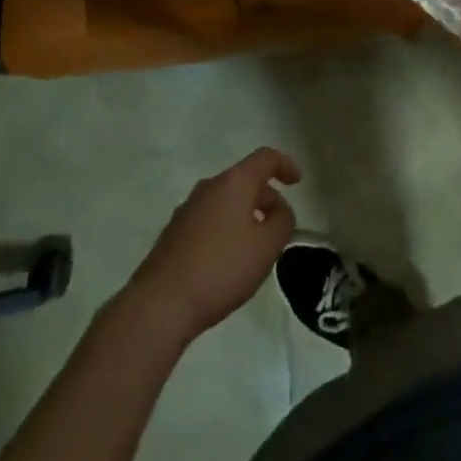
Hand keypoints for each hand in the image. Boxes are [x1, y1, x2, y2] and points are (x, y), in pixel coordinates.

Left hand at [124, 147, 300, 343]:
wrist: (161, 302)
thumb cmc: (221, 268)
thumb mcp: (266, 247)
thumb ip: (282, 223)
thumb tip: (280, 212)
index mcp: (234, 181)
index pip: (265, 158)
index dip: (285, 165)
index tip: (298, 182)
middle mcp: (209, 186)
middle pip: (245, 181)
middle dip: (267, 199)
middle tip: (279, 229)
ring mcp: (188, 208)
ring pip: (226, 202)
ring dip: (246, 217)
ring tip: (255, 250)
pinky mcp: (174, 232)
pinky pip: (210, 220)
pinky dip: (226, 230)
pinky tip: (227, 263)